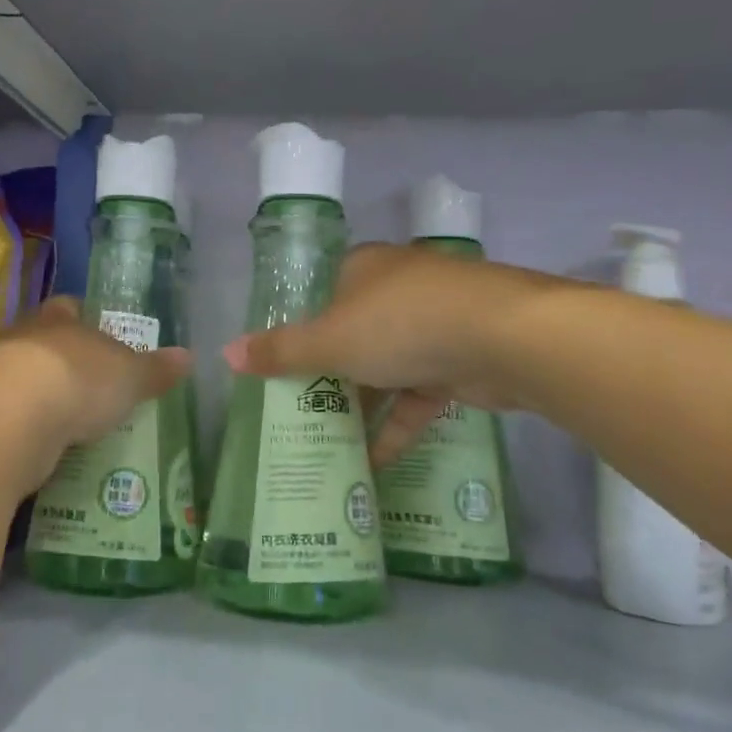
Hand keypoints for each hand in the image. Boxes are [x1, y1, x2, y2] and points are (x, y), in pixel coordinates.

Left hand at [0, 297, 190, 451]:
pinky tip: (46, 444)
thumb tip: (188, 356)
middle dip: (65, 358)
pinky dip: (28, 427)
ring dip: (44, 395)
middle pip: (45, 341)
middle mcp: (24, 340)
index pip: (69, 307)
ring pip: (25, 379)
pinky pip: (12, 416)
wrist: (11, 419)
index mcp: (59, 319)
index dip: (83, 316)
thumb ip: (155, 368)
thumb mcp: (130, 375)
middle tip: (91, 380)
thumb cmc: (79, 379)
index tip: (98, 328)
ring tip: (71, 418)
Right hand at [224, 243, 562, 463]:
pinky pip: (417, 394)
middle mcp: (396, 290)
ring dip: (361, 405)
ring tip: (326, 443)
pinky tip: (374, 463)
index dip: (297, 328)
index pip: (320, 295)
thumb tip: (224, 354)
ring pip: (384, 368)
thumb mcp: (330, 341)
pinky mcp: (458, 361)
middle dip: (327, 375)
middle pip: (351, 334)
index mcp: (363, 269)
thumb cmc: (401, 324)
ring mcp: (432, 324)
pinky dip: (397, 425)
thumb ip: (280, 351)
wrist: (507, 338)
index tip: (278, 366)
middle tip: (294, 411)